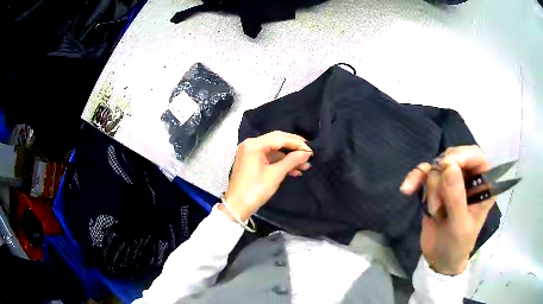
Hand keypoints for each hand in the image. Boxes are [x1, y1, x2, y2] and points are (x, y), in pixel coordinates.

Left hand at [222, 131, 312, 220]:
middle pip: (277, 141)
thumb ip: (292, 160)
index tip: (311, 150)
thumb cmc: (255, 189)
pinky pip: (270, 158)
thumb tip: (307, 153)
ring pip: (275, 150)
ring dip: (289, 157)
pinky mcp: (252, 162)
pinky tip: (295, 171)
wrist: (237, 206)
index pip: (280, 138)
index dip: (297, 143)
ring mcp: (251, 153)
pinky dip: (281, 163)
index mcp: (254, 144)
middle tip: (309, 153)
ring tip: (305, 165)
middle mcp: (251, 144)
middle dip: (294, 148)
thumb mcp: (275, 174)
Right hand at [400, 145, 494, 274]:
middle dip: (443, 178)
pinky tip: (406, 189)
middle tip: (439, 202)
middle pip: (454, 157)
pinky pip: (423, 172)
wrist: (439, 259)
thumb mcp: (459, 226)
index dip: (462, 155)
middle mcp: (468, 178)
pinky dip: (414, 179)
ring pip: (437, 166)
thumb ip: (456, 198)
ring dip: (432, 189)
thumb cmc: (457, 245)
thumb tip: (449, 166)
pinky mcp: (435, 186)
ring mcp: (451, 181)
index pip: (476, 156)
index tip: (446, 166)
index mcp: (483, 185)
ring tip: (435, 212)